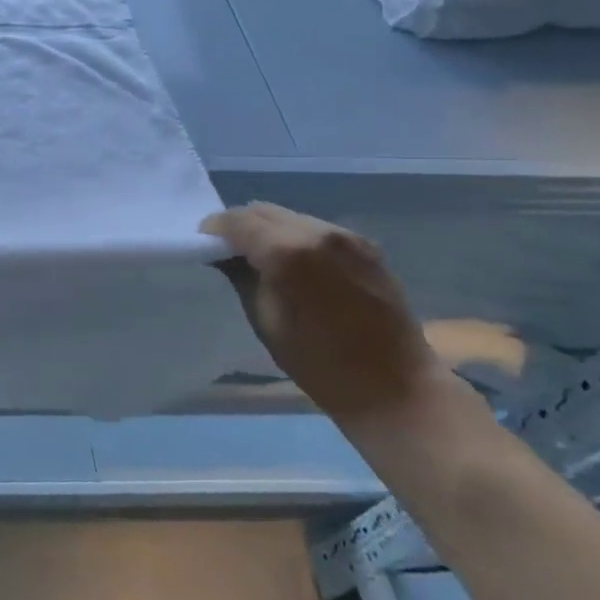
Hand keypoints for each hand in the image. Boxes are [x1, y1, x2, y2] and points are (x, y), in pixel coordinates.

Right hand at [201, 203, 449, 424]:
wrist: (396, 388)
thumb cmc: (320, 364)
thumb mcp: (265, 321)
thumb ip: (242, 277)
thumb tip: (224, 255)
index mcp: (288, 253)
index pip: (237, 221)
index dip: (214, 231)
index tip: (204, 247)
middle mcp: (318, 233)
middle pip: (263, 211)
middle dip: (240, 226)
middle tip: (227, 252)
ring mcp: (347, 236)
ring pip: (290, 217)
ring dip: (268, 230)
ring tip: (261, 259)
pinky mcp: (366, 245)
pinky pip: (316, 229)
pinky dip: (296, 238)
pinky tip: (296, 265)